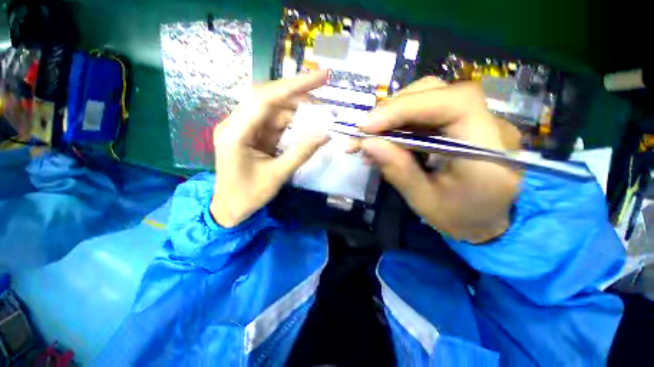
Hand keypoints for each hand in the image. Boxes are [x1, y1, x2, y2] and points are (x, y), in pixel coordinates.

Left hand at [210, 71, 329, 227]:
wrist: (230, 208)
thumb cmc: (249, 195)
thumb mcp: (278, 175)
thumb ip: (302, 153)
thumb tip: (326, 135)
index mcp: (235, 133)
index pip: (265, 98)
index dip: (294, 86)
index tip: (320, 77)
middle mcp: (236, 124)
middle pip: (269, 98)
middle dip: (297, 94)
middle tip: (323, 93)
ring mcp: (243, 128)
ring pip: (273, 110)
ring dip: (296, 110)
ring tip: (319, 112)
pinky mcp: (251, 134)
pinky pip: (273, 122)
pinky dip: (291, 122)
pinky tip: (306, 124)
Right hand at [353, 77, 522, 242]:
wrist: (486, 220)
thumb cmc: (458, 217)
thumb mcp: (423, 201)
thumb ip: (398, 170)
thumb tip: (367, 143)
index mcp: (490, 151)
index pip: (454, 104)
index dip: (407, 107)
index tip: (369, 125)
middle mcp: (490, 125)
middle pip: (437, 92)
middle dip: (394, 109)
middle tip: (365, 131)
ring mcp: (478, 119)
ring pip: (429, 97)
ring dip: (393, 116)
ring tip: (370, 137)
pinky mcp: (463, 122)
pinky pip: (427, 112)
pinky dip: (400, 122)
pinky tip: (385, 139)